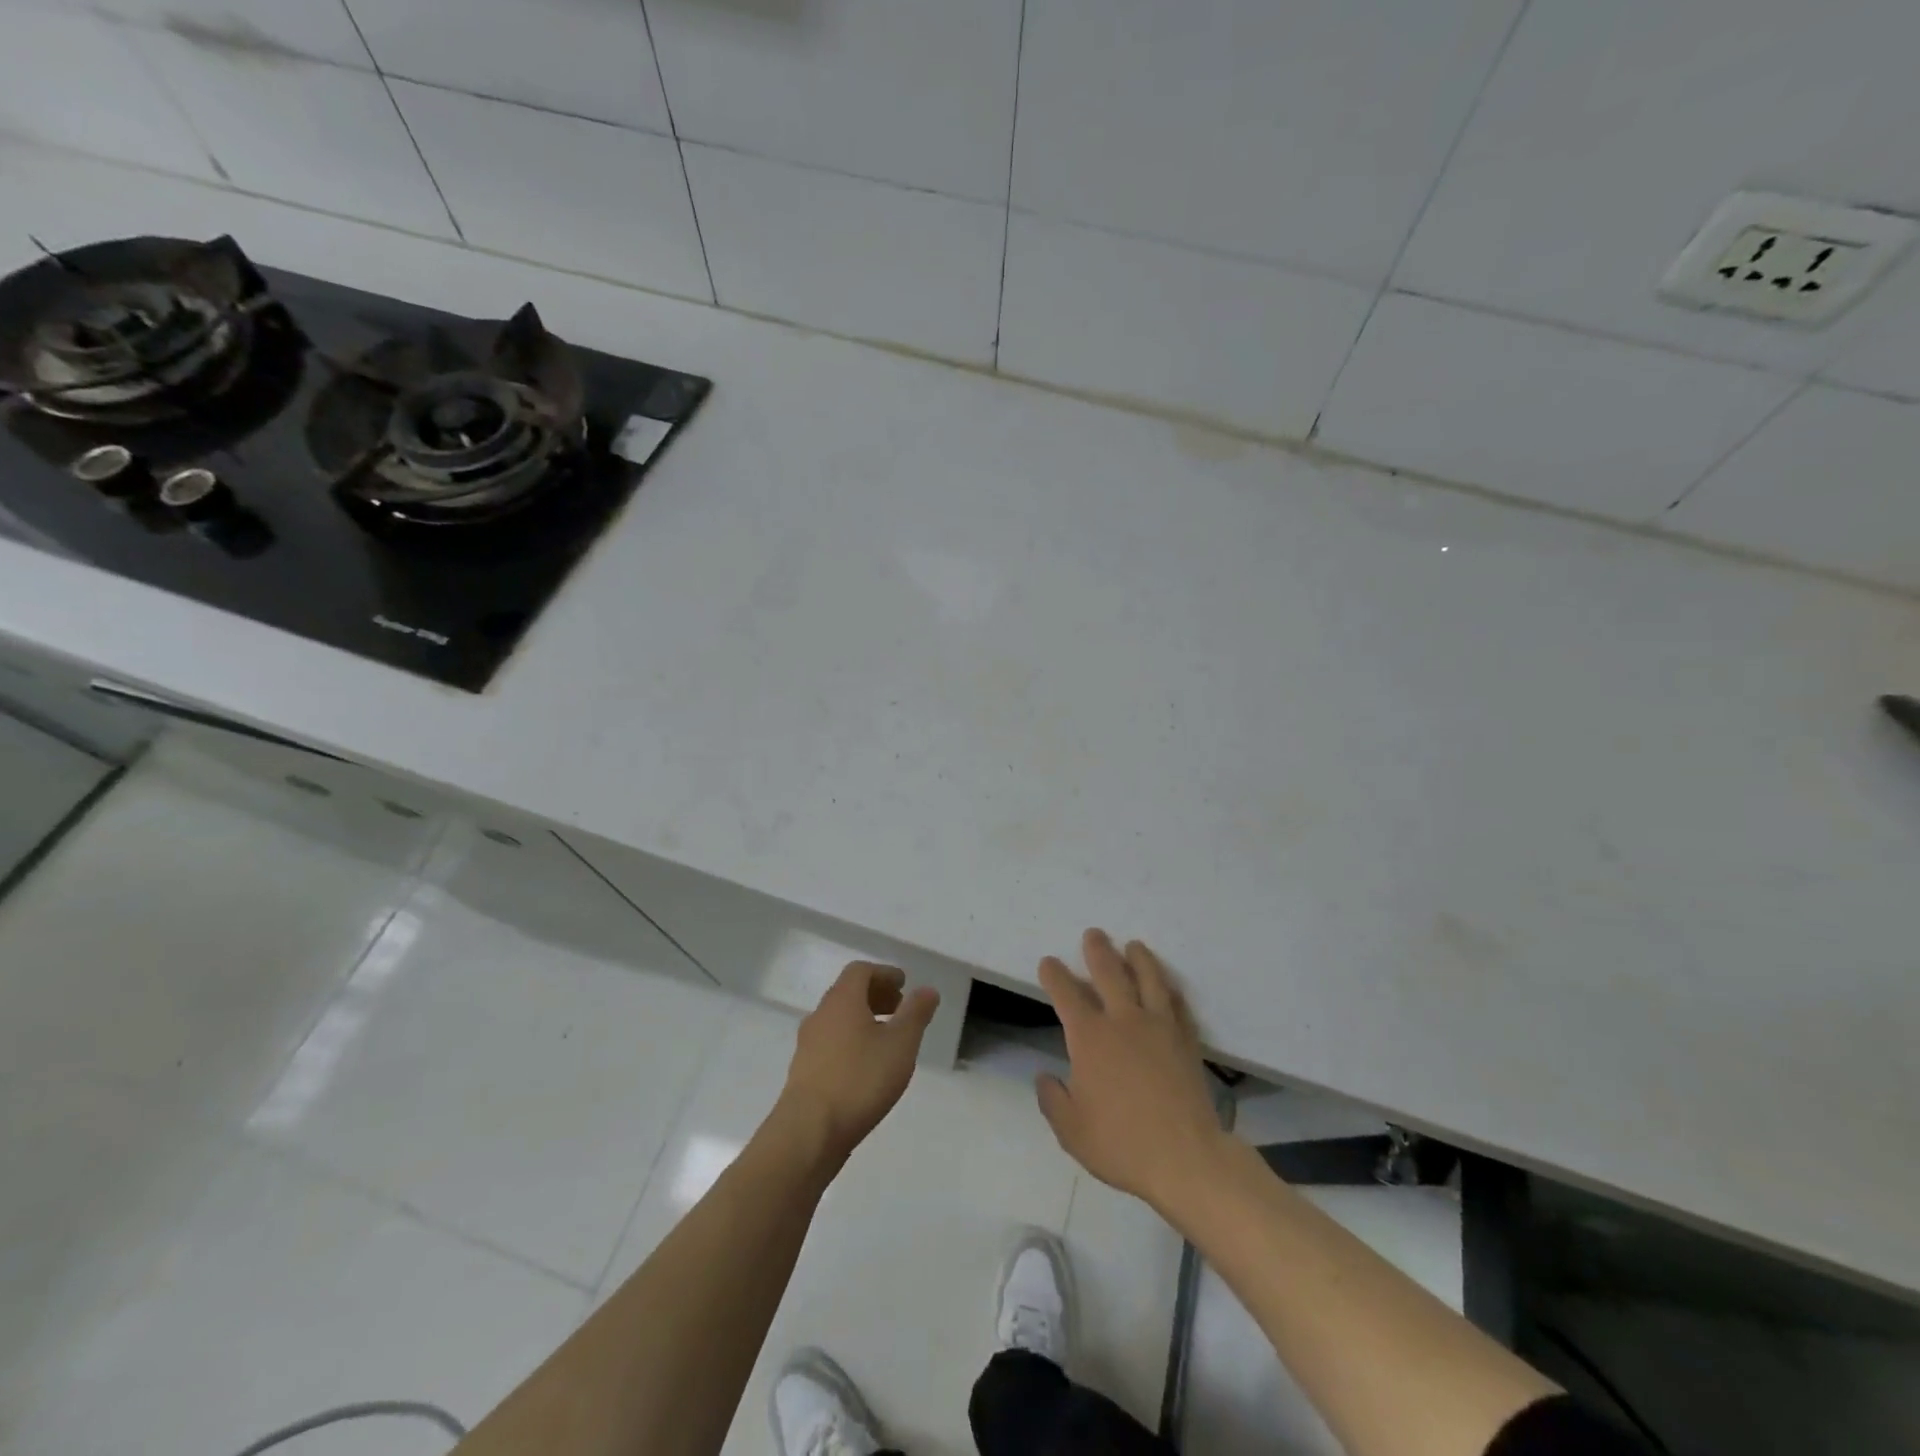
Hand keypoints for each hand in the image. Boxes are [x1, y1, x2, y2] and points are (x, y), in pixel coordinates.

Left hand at [779, 961, 940, 1161]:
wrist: (808, 1131)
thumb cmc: (859, 1079)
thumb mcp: (900, 1044)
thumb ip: (916, 1014)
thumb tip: (927, 989)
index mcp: (842, 1000)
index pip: (860, 971)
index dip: (884, 973)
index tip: (903, 984)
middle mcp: (820, 1015)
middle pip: (847, 993)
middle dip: (875, 995)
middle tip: (899, 1008)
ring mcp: (807, 1044)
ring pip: (838, 1019)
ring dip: (862, 1019)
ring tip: (886, 1039)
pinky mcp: (803, 1071)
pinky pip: (830, 1042)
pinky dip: (850, 1041)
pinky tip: (865, 1066)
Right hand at [1036, 930, 1227, 1211]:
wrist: (1186, 1159)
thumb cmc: (1122, 1144)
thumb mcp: (1071, 1131)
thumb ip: (1053, 1101)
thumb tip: (1045, 1077)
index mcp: (1090, 1038)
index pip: (1067, 994)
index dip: (1055, 975)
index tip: (1049, 962)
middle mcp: (1123, 1021)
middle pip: (1109, 973)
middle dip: (1098, 950)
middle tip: (1094, 934)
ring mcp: (1159, 1027)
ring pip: (1149, 979)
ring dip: (1139, 958)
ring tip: (1134, 945)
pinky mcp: (1186, 1041)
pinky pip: (1178, 1006)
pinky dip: (1171, 991)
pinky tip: (1169, 987)